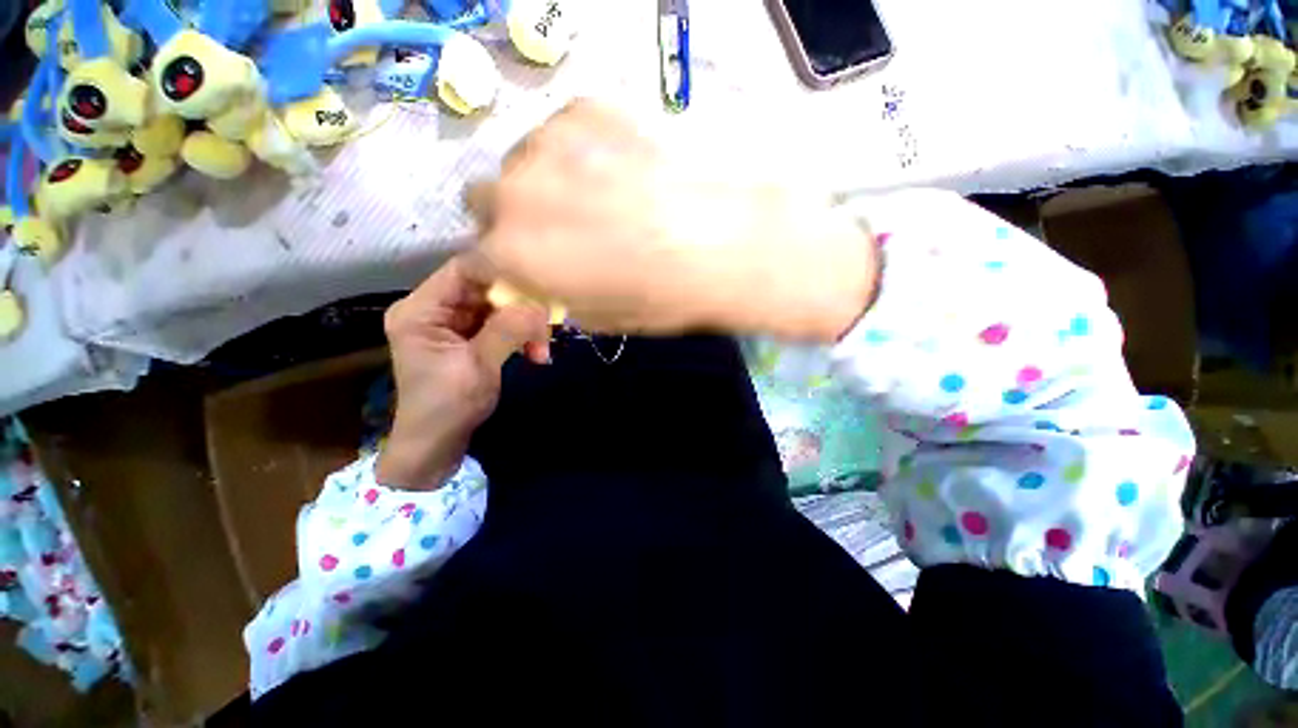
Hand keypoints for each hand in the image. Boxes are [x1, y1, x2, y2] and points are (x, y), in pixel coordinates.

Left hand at [376, 257, 549, 488]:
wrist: (437, 445)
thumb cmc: (448, 406)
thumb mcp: (478, 365)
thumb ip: (508, 329)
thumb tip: (540, 305)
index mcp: (421, 310)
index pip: (463, 270)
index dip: (500, 271)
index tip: (538, 285)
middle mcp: (436, 310)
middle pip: (485, 289)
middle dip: (520, 307)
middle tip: (547, 325)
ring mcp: (454, 325)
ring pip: (499, 308)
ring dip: (525, 326)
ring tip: (543, 349)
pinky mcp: (470, 339)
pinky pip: (502, 325)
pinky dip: (521, 336)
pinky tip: (536, 353)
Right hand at [467, 101, 878, 341]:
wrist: (721, 244)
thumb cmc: (661, 296)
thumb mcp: (601, 316)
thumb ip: (558, 296)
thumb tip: (547, 282)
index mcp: (515, 253)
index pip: (476, 259)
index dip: (498, 266)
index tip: (519, 268)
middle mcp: (516, 195)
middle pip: (483, 201)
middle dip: (506, 219)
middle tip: (550, 230)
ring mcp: (549, 144)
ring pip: (519, 162)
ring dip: (539, 183)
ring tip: (589, 197)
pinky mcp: (587, 111)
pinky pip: (560, 133)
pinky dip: (575, 153)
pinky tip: (612, 169)